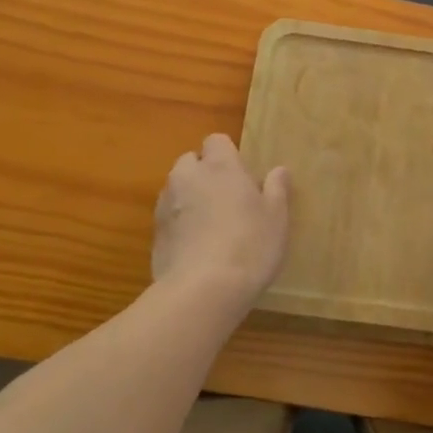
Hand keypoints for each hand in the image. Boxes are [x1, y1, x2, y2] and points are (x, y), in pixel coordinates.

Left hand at [152, 134, 289, 307]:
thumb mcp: (276, 218)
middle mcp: (188, 177)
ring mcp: (166, 205)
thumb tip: (279, 170)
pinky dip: (179, 224)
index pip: (216, 140)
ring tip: (210, 226)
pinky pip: (168, 218)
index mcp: (220, 166)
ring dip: (190, 198)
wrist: (202, 291)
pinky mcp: (154, 234)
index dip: (227, 154)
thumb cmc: (249, 245)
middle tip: (227, 198)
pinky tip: (196, 248)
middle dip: (204, 173)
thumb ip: (276, 189)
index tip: (242, 175)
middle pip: (191, 162)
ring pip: (177, 189)